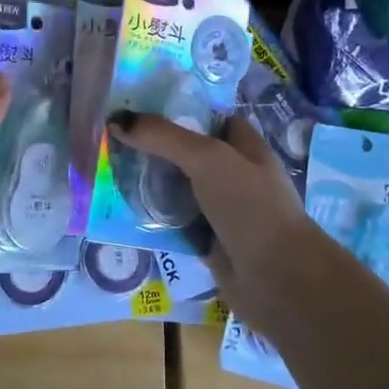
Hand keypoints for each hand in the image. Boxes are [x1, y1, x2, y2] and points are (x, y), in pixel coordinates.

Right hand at [107, 110, 315, 320]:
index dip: (182, 113)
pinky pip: (176, 223)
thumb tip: (116, 120)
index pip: (214, 121)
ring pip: (181, 190)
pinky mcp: (209, 242)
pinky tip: (125, 212)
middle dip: (158, 150)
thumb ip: (164, 137)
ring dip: (152, 186)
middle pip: (191, 156)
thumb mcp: (207, 158)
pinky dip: (155, 220)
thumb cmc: (249, 206)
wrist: (275, 277)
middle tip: (116, 142)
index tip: (142, 110)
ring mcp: (223, 211)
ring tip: (112, 172)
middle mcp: (237, 176)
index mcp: (247, 149)